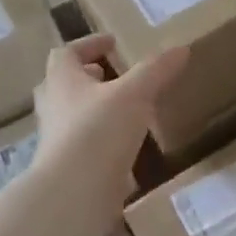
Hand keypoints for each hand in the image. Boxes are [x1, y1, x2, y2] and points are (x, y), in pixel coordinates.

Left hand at [33, 35, 187, 211]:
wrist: (74, 193)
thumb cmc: (99, 130)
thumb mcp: (135, 93)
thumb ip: (156, 70)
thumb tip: (181, 48)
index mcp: (63, 81)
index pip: (67, 53)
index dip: (89, 44)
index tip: (112, 42)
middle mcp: (54, 107)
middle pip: (63, 84)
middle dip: (87, 77)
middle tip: (111, 74)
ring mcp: (58, 140)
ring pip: (72, 115)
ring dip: (94, 108)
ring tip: (124, 108)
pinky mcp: (69, 167)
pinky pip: (84, 144)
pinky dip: (102, 138)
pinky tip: (126, 144)